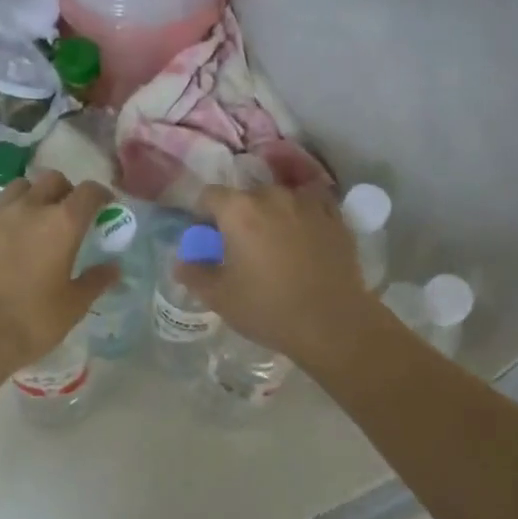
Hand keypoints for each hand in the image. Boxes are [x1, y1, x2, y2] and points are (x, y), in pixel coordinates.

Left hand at [0, 171, 120, 371]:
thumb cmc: (31, 321)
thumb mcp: (73, 306)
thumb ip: (95, 281)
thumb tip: (114, 268)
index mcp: (62, 224)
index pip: (89, 191)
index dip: (100, 195)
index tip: (104, 207)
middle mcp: (28, 208)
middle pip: (52, 180)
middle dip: (65, 191)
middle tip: (68, 215)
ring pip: (17, 188)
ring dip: (31, 198)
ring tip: (31, 222)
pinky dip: (0, 218)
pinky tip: (0, 241)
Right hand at [176, 183, 381, 370]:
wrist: (333, 323)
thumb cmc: (269, 308)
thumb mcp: (220, 298)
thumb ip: (194, 274)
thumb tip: (181, 262)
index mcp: (239, 210)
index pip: (210, 195)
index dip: (203, 213)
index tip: (207, 237)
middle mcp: (273, 195)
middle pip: (247, 196)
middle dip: (240, 215)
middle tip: (241, 246)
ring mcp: (308, 203)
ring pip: (281, 198)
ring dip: (273, 214)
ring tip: (276, 243)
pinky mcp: (336, 217)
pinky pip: (312, 206)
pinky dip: (304, 216)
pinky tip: (306, 237)